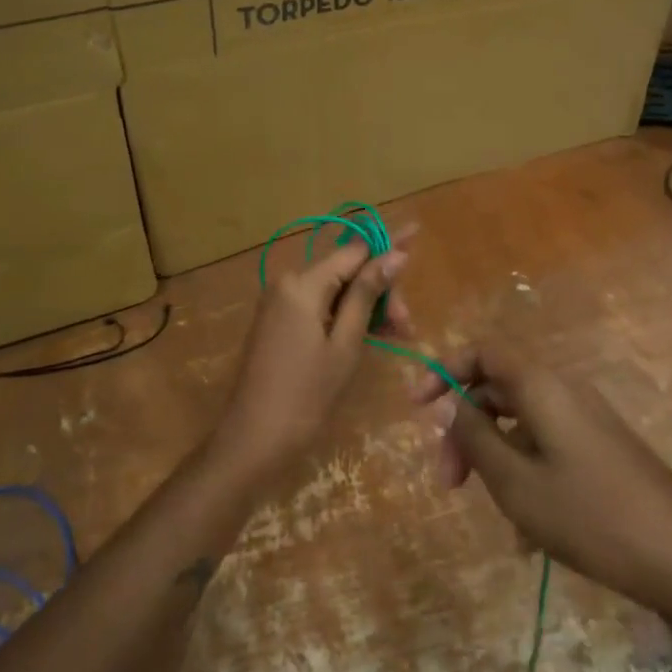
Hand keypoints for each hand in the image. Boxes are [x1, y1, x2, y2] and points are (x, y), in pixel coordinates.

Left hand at [215, 240, 408, 482]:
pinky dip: (346, 316)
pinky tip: (372, 334)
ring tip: (398, 334)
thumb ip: (367, 294)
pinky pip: (319, 306)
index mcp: (302, 283)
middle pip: (346, 271)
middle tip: (407, 325)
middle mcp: (287, 283)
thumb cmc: (306, 394)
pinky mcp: (278, 323)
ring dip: (367, 306)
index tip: (417, 232)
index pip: (354, 251)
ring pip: (335, 290)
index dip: (388, 243)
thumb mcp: (345, 343)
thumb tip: (395, 254)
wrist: (254, 439)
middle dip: (380, 290)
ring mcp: (280, 303)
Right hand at [411, 345, 671, 618]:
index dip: (444, 371)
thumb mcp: (515, 482)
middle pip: (498, 391)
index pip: (484, 352)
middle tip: (448, 481)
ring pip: (522, 424)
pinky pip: (549, 448)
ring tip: (494, 516)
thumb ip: (475, 437)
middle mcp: (566, 392)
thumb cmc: (590, 516)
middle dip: (465, 430)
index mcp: (543, 386)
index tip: (417, 408)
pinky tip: (530, 535)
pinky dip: (527, 476)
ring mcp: (588, 422)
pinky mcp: (603, 450)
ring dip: (495, 460)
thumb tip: (452, 407)